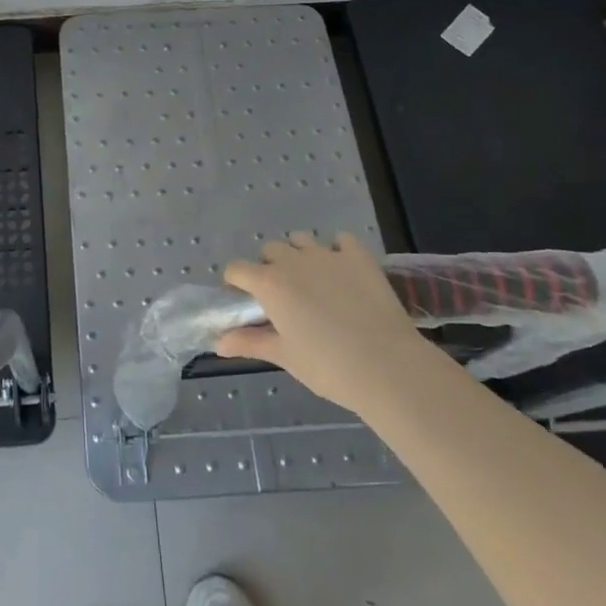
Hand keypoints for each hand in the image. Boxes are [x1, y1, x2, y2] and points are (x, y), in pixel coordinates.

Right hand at [215, 231, 430, 411]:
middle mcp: (293, 260)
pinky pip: (341, 240)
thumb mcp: (284, 357)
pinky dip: (337, 250)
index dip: (236, 284)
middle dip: (269, 267)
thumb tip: (217, 342)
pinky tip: (343, 271)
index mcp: (269, 283)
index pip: (236, 269)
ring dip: (298, 254)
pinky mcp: (358, 256)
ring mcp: (327, 254)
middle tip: (282, 297)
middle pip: (269, 250)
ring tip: (312, 281)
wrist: (388, 366)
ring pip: (301, 239)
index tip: (246, 304)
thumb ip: (249, 343)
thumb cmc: (328, 367)